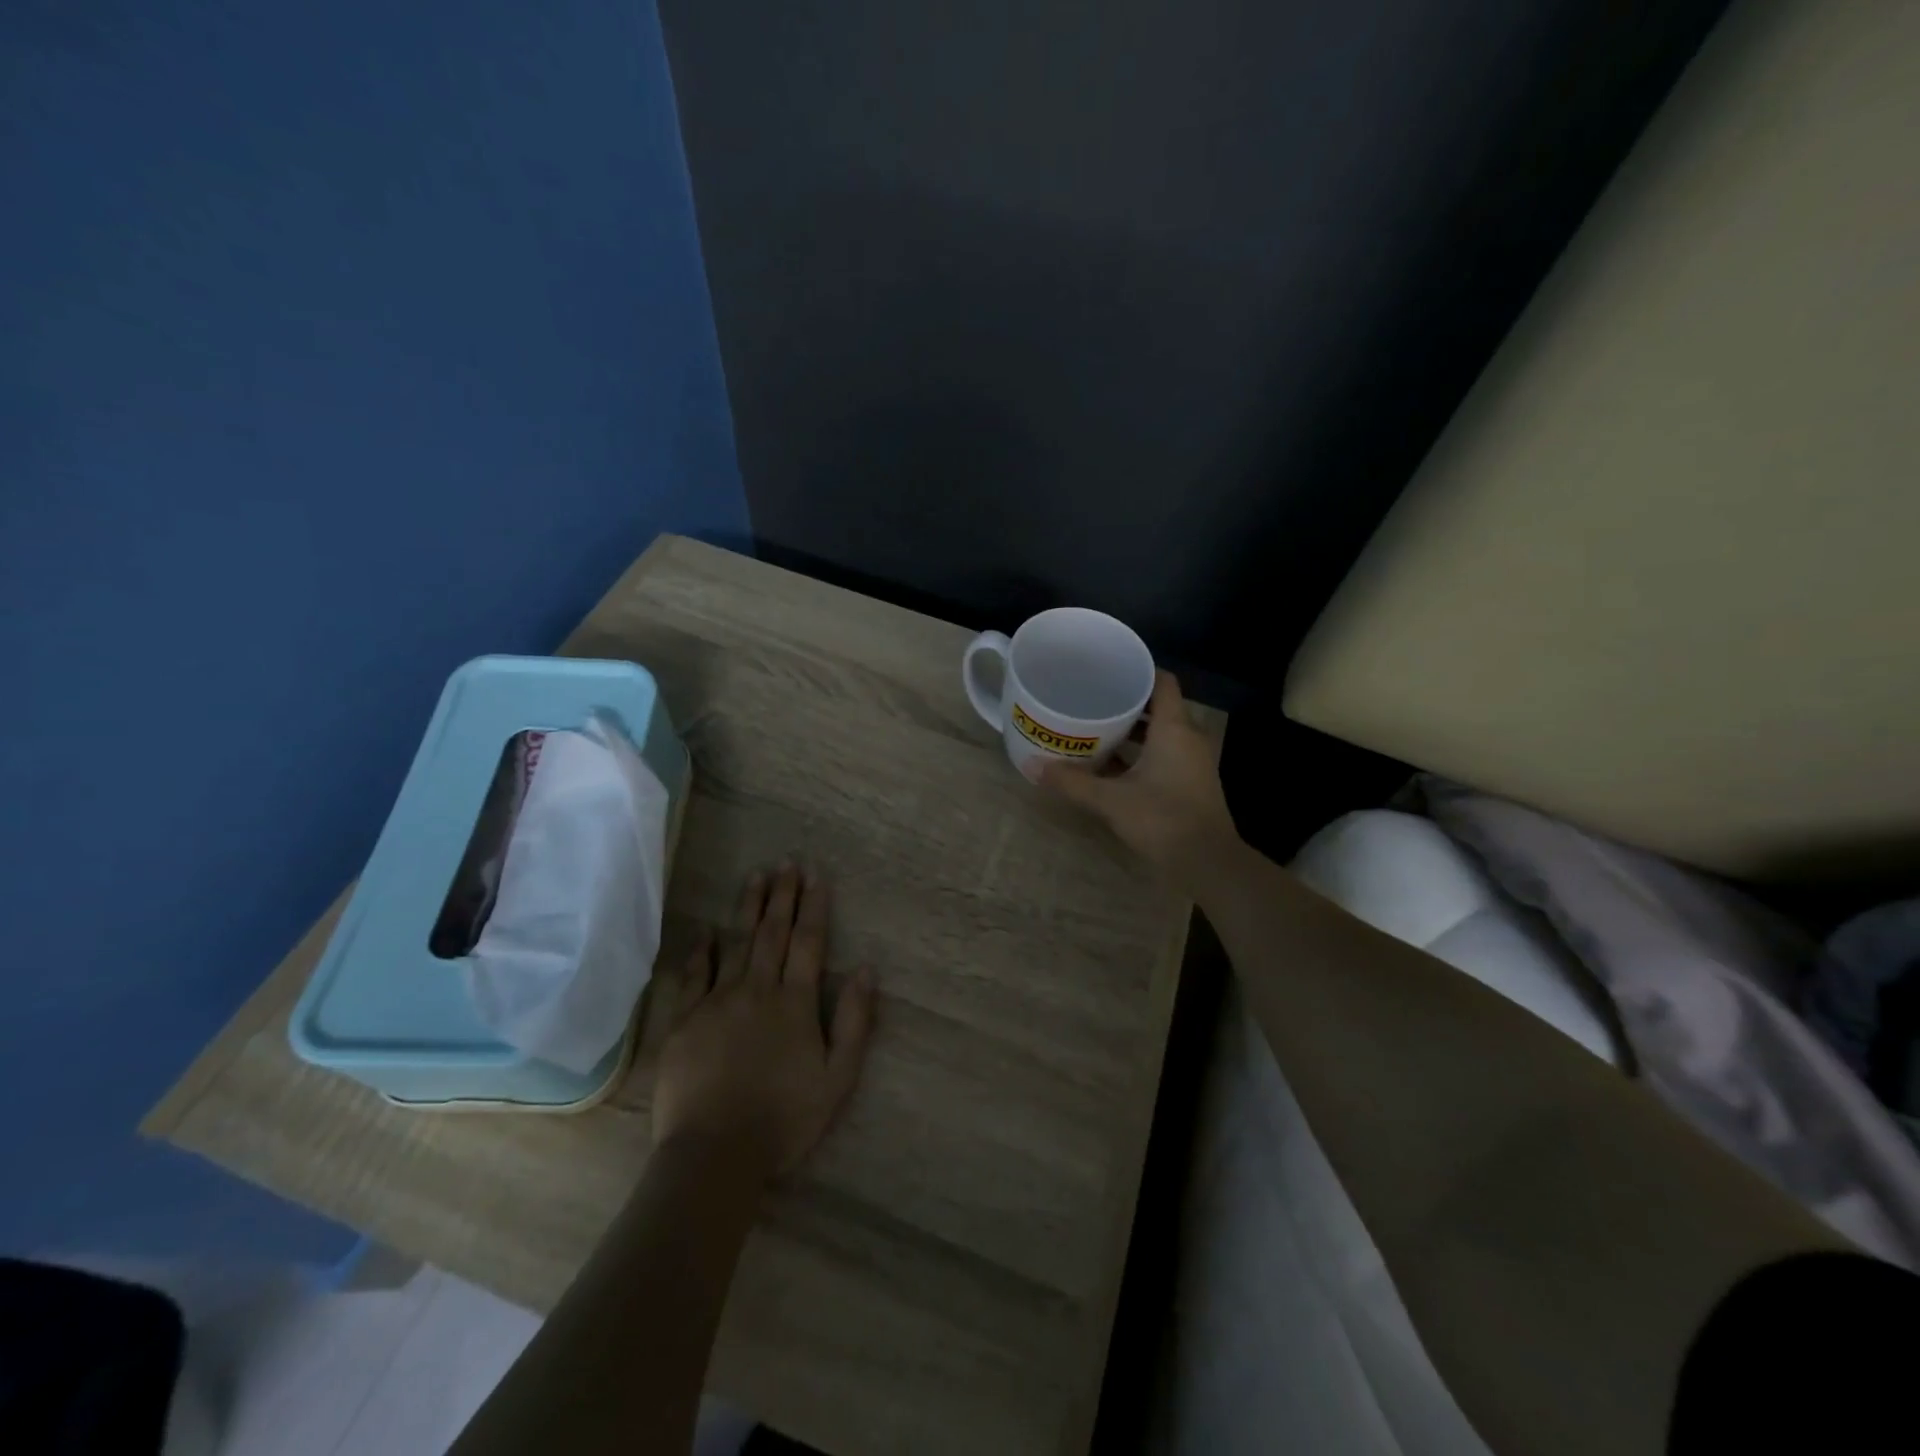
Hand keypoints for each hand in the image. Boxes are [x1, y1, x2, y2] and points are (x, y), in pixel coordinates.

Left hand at [650, 864, 875, 1182]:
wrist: (715, 1155)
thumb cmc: (784, 1120)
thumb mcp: (838, 1078)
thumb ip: (854, 1021)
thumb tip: (867, 969)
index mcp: (795, 1003)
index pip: (808, 942)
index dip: (814, 906)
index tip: (816, 874)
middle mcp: (757, 990)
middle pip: (772, 933)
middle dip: (782, 895)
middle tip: (786, 861)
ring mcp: (717, 1003)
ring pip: (736, 943)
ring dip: (747, 908)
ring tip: (755, 876)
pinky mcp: (684, 1022)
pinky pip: (693, 976)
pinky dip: (701, 951)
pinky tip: (706, 931)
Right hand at [1037, 670, 1239, 889]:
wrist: (1208, 863)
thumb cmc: (1162, 819)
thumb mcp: (1110, 800)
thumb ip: (1072, 782)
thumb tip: (1032, 767)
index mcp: (1174, 729)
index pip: (1162, 681)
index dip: (1138, 670)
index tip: (1108, 669)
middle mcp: (1188, 738)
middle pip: (1159, 706)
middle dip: (1127, 702)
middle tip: (1092, 698)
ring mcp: (1192, 762)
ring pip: (1161, 733)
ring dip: (1133, 730)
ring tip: (1097, 728)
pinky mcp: (1191, 783)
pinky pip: (1164, 754)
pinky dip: (1141, 752)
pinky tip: (1113, 764)